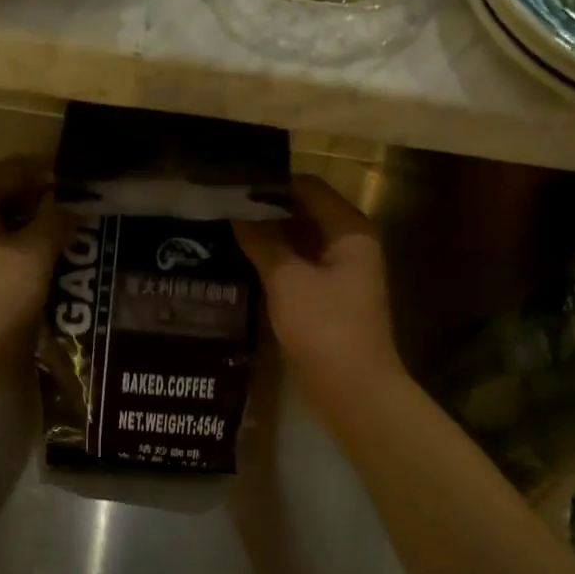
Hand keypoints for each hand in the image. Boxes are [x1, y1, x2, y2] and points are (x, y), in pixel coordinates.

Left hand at [0, 157, 73, 372]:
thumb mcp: (34, 254)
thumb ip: (57, 220)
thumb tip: (75, 205)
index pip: (17, 167)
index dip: (54, 174)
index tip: (90, 187)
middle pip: (11, 194)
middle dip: (49, 203)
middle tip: (89, 215)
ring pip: (9, 223)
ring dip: (41, 229)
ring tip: (78, 238)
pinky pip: (3, 248)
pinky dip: (28, 250)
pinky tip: (56, 263)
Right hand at [233, 176, 403, 408]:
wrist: (353, 390)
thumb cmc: (324, 327)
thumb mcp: (287, 279)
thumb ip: (262, 241)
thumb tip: (235, 211)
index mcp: (349, 230)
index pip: (308, 187)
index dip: (271, 183)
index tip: (231, 183)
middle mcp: (349, 245)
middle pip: (305, 213)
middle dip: (266, 210)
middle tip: (221, 205)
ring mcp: (341, 273)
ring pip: (300, 242)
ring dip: (268, 237)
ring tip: (224, 229)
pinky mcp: (329, 299)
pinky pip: (299, 268)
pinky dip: (275, 262)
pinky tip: (242, 261)